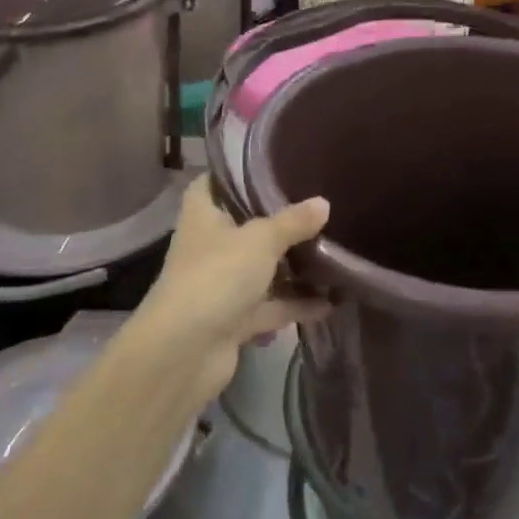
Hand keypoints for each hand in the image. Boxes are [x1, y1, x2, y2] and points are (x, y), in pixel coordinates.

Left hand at [129, 176, 328, 388]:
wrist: (185, 352)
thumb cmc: (216, 276)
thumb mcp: (260, 240)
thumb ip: (293, 222)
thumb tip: (323, 203)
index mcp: (203, 217)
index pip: (211, 184)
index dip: (234, 175)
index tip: (268, 166)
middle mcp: (209, 248)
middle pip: (244, 228)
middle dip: (278, 223)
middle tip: (317, 209)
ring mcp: (221, 286)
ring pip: (261, 270)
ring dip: (292, 268)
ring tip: (334, 255)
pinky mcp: (235, 320)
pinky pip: (271, 306)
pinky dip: (296, 304)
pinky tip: (331, 302)